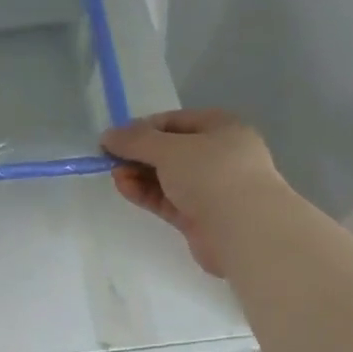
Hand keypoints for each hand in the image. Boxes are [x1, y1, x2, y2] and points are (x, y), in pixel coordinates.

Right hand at [101, 110, 283, 276]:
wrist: (244, 230)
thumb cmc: (211, 174)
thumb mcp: (169, 149)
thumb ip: (136, 140)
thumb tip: (108, 136)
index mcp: (220, 127)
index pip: (174, 121)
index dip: (143, 128)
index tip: (115, 139)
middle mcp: (218, 155)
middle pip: (170, 150)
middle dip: (139, 154)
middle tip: (110, 159)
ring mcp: (210, 188)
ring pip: (167, 177)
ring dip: (139, 174)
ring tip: (115, 175)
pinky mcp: (200, 217)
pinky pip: (167, 199)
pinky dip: (146, 193)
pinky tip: (125, 188)